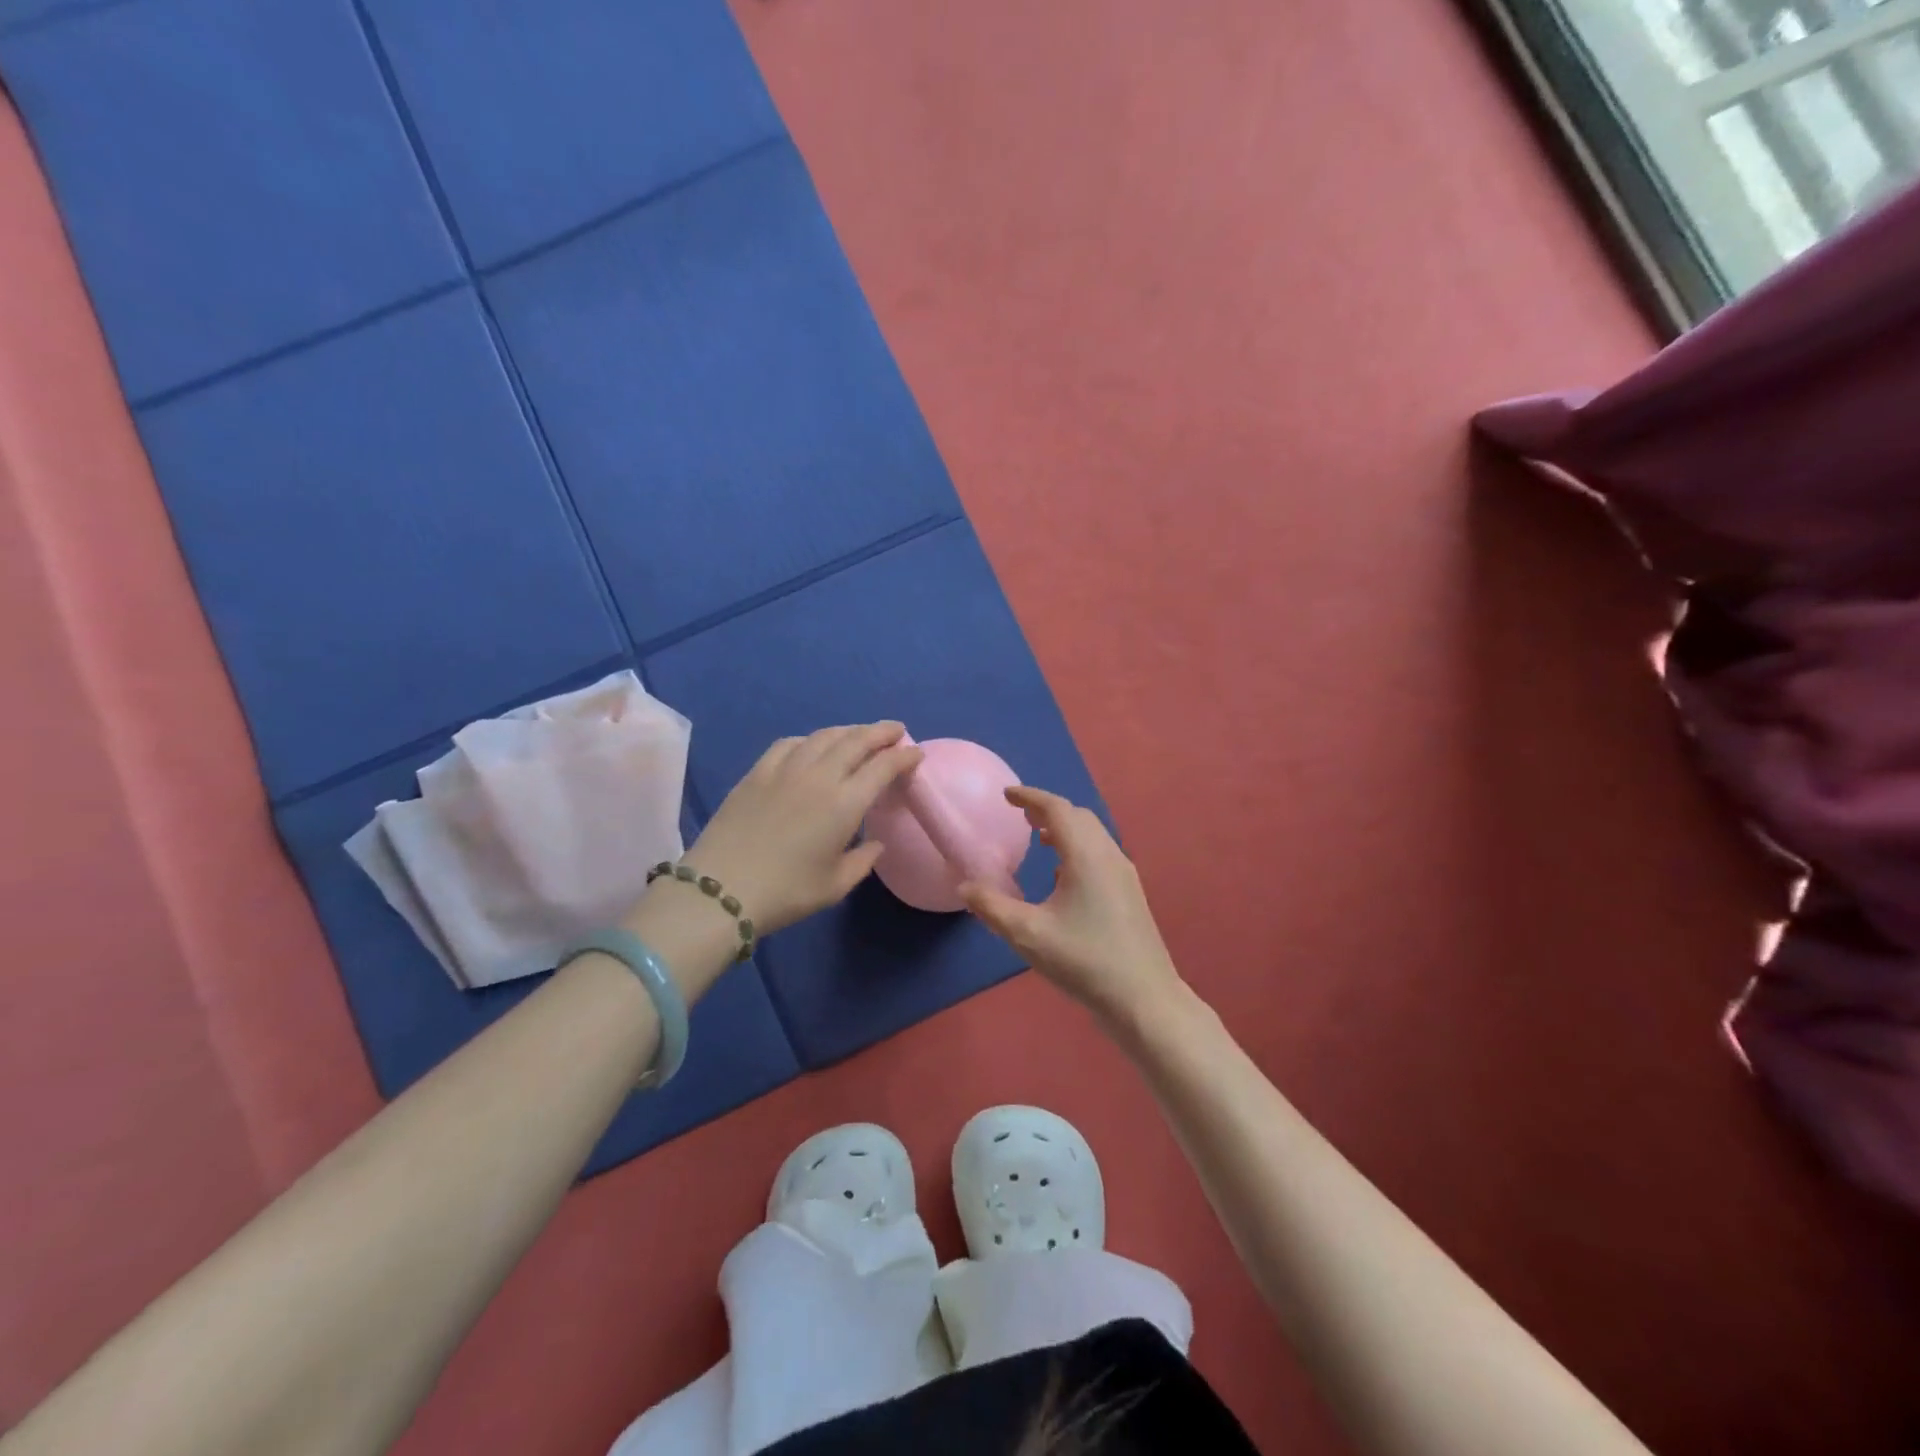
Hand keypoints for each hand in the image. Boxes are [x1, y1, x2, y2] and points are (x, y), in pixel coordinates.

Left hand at [683, 723, 923, 934]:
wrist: (720, 888)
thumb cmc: (786, 892)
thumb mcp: (835, 885)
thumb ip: (863, 861)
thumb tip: (875, 843)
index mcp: (845, 803)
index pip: (883, 766)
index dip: (904, 756)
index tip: (916, 752)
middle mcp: (819, 776)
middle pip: (856, 741)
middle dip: (881, 732)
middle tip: (896, 730)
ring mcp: (785, 769)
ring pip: (824, 736)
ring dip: (848, 731)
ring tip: (860, 734)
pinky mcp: (757, 772)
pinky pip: (790, 743)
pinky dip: (810, 740)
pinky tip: (812, 746)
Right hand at [960, 786, 1185, 1027]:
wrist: (1144, 999)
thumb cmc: (1084, 961)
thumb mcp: (1028, 934)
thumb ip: (992, 907)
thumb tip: (964, 887)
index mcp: (1087, 855)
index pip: (1058, 808)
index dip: (1031, 797)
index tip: (1007, 795)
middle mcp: (1109, 855)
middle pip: (1079, 817)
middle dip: (1048, 810)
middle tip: (1021, 816)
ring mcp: (1125, 874)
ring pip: (1093, 836)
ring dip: (1065, 829)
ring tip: (1039, 839)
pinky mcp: (1131, 894)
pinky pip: (1101, 854)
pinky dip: (1077, 849)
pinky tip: (1062, 877)